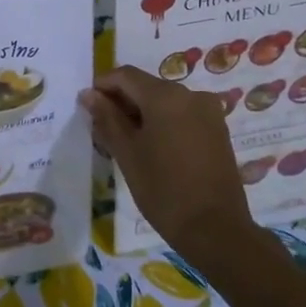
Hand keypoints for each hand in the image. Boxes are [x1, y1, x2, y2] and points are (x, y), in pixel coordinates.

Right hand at [79, 66, 249, 259]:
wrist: (216, 230)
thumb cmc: (163, 190)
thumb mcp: (127, 153)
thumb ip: (107, 118)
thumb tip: (89, 94)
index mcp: (166, 96)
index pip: (125, 75)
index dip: (102, 86)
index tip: (87, 107)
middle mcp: (190, 94)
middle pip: (146, 86)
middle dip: (122, 102)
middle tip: (102, 128)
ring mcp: (208, 111)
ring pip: (164, 101)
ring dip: (142, 113)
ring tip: (125, 141)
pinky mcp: (218, 129)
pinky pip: (182, 114)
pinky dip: (162, 122)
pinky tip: (151, 147)